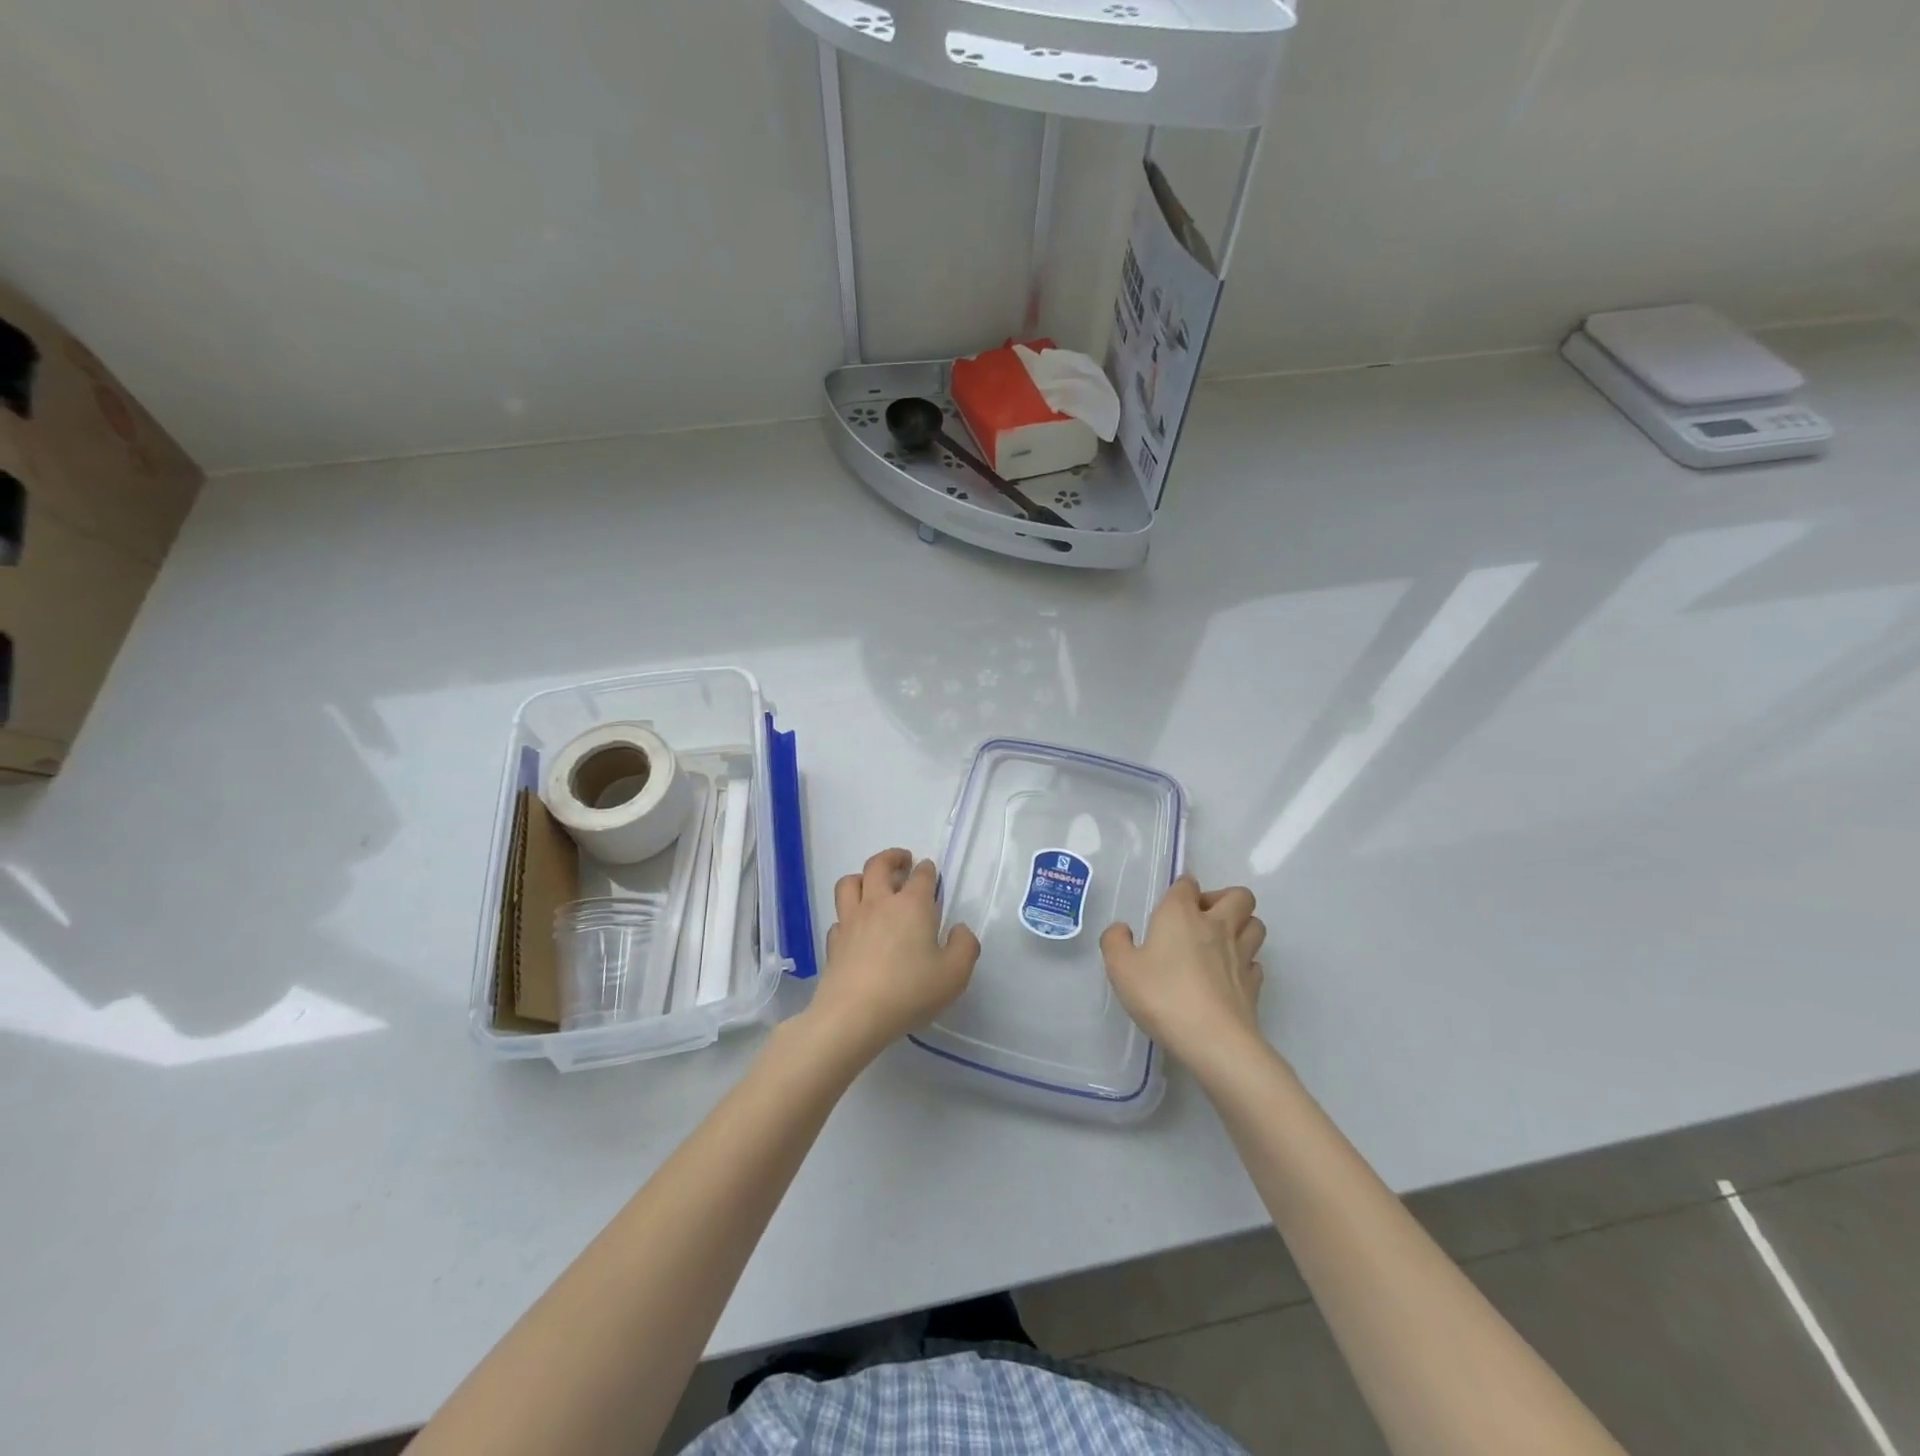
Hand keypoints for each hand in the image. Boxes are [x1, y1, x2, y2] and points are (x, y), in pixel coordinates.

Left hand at [805, 848, 980, 1063]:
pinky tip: (856, 928)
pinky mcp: (834, 942)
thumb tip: (959, 930)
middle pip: (878, 865)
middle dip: (892, 857)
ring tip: (873, 884)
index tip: (931, 872)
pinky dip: (848, 916)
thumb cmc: (909, 991)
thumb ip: (965, 947)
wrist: (853, 1016)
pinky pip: (839, 918)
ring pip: (850, 883)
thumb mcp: (954, 974)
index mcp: (912, 905)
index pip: (921, 875)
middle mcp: (879, 904)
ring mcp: (851, 921)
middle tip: (903, 862)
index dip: (928, 870)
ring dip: (863, 877)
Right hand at [1101, 877, 1266, 1070]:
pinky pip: (1255, 962)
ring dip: (1242, 926)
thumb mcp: (1120, 968)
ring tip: (1219, 943)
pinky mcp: (1254, 985)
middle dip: (1223, 899)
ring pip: (1255, 924)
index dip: (1180, 889)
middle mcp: (1216, 926)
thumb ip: (1115, 942)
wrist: (1213, 1040)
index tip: (1170, 905)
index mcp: (1181, 914)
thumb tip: (1122, 930)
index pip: (1187, 884)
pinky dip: (1246, 963)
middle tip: (1201, 919)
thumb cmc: (1162, 995)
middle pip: (1238, 896)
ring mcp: (1241, 955)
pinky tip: (1229, 976)